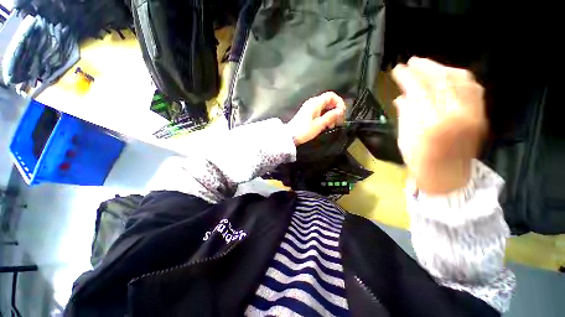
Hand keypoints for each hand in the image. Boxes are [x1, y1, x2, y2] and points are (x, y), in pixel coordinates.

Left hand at [287, 92, 346, 144]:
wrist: (289, 137)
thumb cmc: (304, 130)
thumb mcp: (319, 124)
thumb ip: (331, 116)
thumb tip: (341, 110)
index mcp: (315, 103)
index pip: (331, 95)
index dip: (339, 102)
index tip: (342, 113)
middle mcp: (312, 103)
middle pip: (328, 102)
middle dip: (335, 110)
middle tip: (337, 122)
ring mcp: (309, 108)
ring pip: (324, 108)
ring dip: (330, 115)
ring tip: (330, 126)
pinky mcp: (307, 114)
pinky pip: (319, 112)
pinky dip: (324, 117)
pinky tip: (325, 126)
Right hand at [392, 57, 486, 193]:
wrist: (448, 177)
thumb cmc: (420, 161)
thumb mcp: (404, 139)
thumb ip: (405, 114)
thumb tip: (402, 96)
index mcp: (431, 124)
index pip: (419, 90)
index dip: (407, 77)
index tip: (397, 69)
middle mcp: (456, 114)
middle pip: (441, 81)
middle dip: (424, 67)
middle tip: (411, 61)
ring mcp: (472, 113)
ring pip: (460, 80)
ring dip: (442, 68)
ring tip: (427, 65)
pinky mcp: (480, 114)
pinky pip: (472, 87)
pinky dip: (459, 77)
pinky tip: (448, 74)